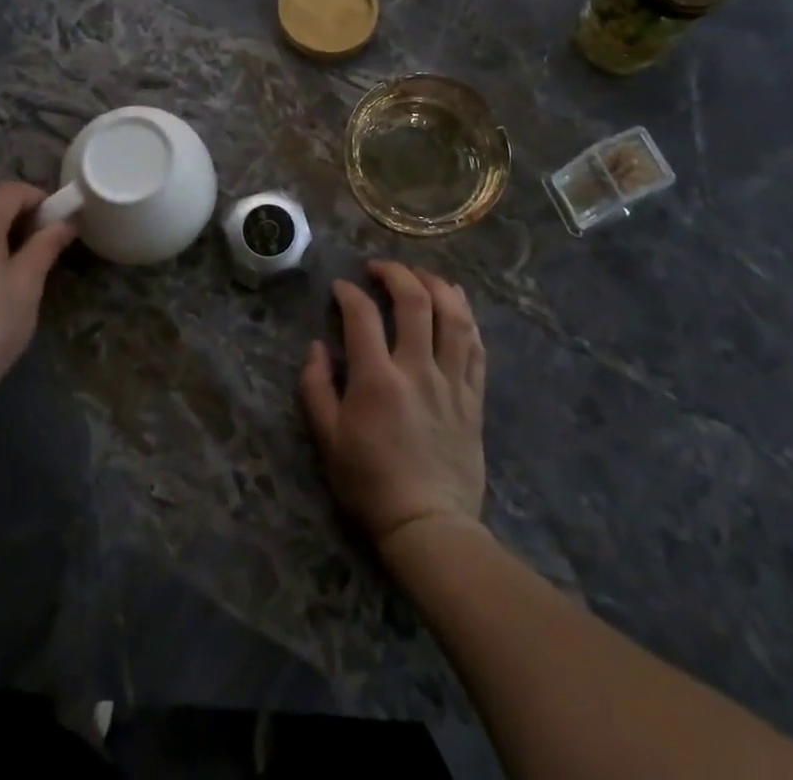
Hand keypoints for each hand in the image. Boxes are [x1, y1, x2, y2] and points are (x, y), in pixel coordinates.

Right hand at [300, 260, 486, 548]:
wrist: (428, 525)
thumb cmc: (370, 483)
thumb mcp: (328, 440)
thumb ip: (316, 388)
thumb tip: (317, 347)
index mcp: (377, 379)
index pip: (363, 315)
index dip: (349, 293)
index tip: (341, 288)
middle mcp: (418, 369)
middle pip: (415, 302)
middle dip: (396, 273)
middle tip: (380, 268)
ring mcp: (451, 381)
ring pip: (454, 316)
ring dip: (437, 285)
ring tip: (422, 275)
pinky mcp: (474, 397)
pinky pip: (476, 347)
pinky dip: (467, 318)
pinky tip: (458, 304)